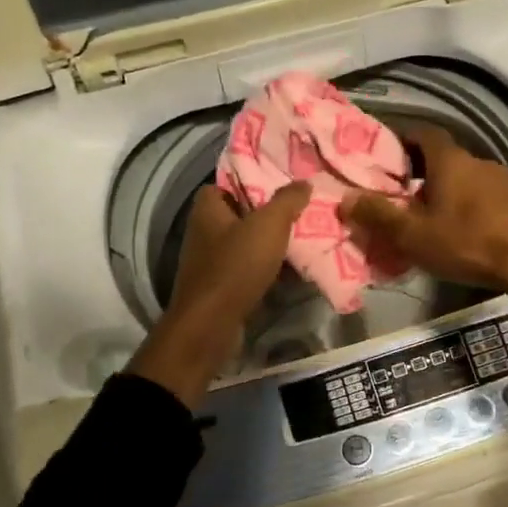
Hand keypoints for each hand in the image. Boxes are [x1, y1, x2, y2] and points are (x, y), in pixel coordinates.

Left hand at [128, 182, 309, 406]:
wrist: (212, 324)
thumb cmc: (236, 266)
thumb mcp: (269, 225)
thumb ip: (287, 200)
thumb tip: (304, 182)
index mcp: (207, 209)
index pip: (226, 184)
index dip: (251, 183)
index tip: (280, 188)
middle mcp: (203, 231)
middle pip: (240, 215)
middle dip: (268, 216)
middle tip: (298, 214)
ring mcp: (209, 262)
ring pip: (245, 245)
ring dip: (270, 246)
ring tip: (302, 242)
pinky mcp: (219, 287)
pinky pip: (247, 270)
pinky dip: (266, 270)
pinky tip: (291, 273)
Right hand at [338, 123, 507, 290]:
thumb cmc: (466, 242)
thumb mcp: (414, 235)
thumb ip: (378, 215)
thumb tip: (345, 199)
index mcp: (450, 160)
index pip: (423, 132)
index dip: (402, 138)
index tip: (383, 153)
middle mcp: (476, 160)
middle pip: (441, 156)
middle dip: (418, 169)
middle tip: (398, 191)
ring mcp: (500, 180)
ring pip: (462, 176)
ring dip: (442, 188)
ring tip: (425, 214)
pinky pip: (480, 194)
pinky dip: (464, 203)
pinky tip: (457, 228)